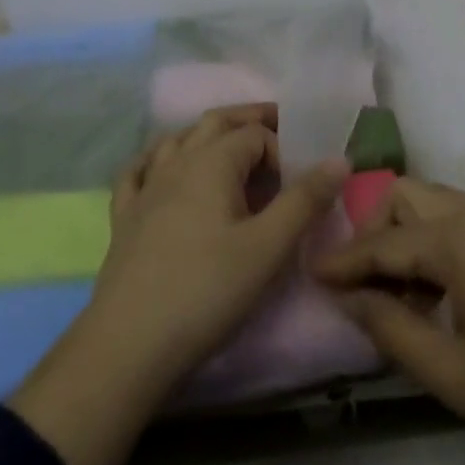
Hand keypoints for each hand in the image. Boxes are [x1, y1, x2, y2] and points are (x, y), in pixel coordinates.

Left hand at [10, 105, 347, 464]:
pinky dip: (155, 160)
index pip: (256, 134)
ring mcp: (145, 188)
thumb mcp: (268, 248)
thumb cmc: (207, 291)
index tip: (300, 181)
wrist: (129, 345)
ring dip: (205, 134)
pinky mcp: (124, 217)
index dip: (283, 149)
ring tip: (227, 146)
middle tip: (276, 127)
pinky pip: (137, 172)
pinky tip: (160, 168)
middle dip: (247, 119)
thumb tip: (339, 159)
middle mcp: (177, 162)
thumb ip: (305, 200)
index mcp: (212, 162)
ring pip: (176, 140)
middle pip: (215, 123)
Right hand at [311, 177, 464, 464]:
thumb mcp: (455, 375)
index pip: (383, 242)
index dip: (342, 261)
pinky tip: (435, 297)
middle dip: (373, 230)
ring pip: (435, 206)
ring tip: (393, 296)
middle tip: (358, 283)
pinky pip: (461, 224)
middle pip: (407, 197)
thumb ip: (392, 331)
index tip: (307, 272)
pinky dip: (434, 245)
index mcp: (460, 239)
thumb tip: (349, 298)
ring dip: (405, 237)